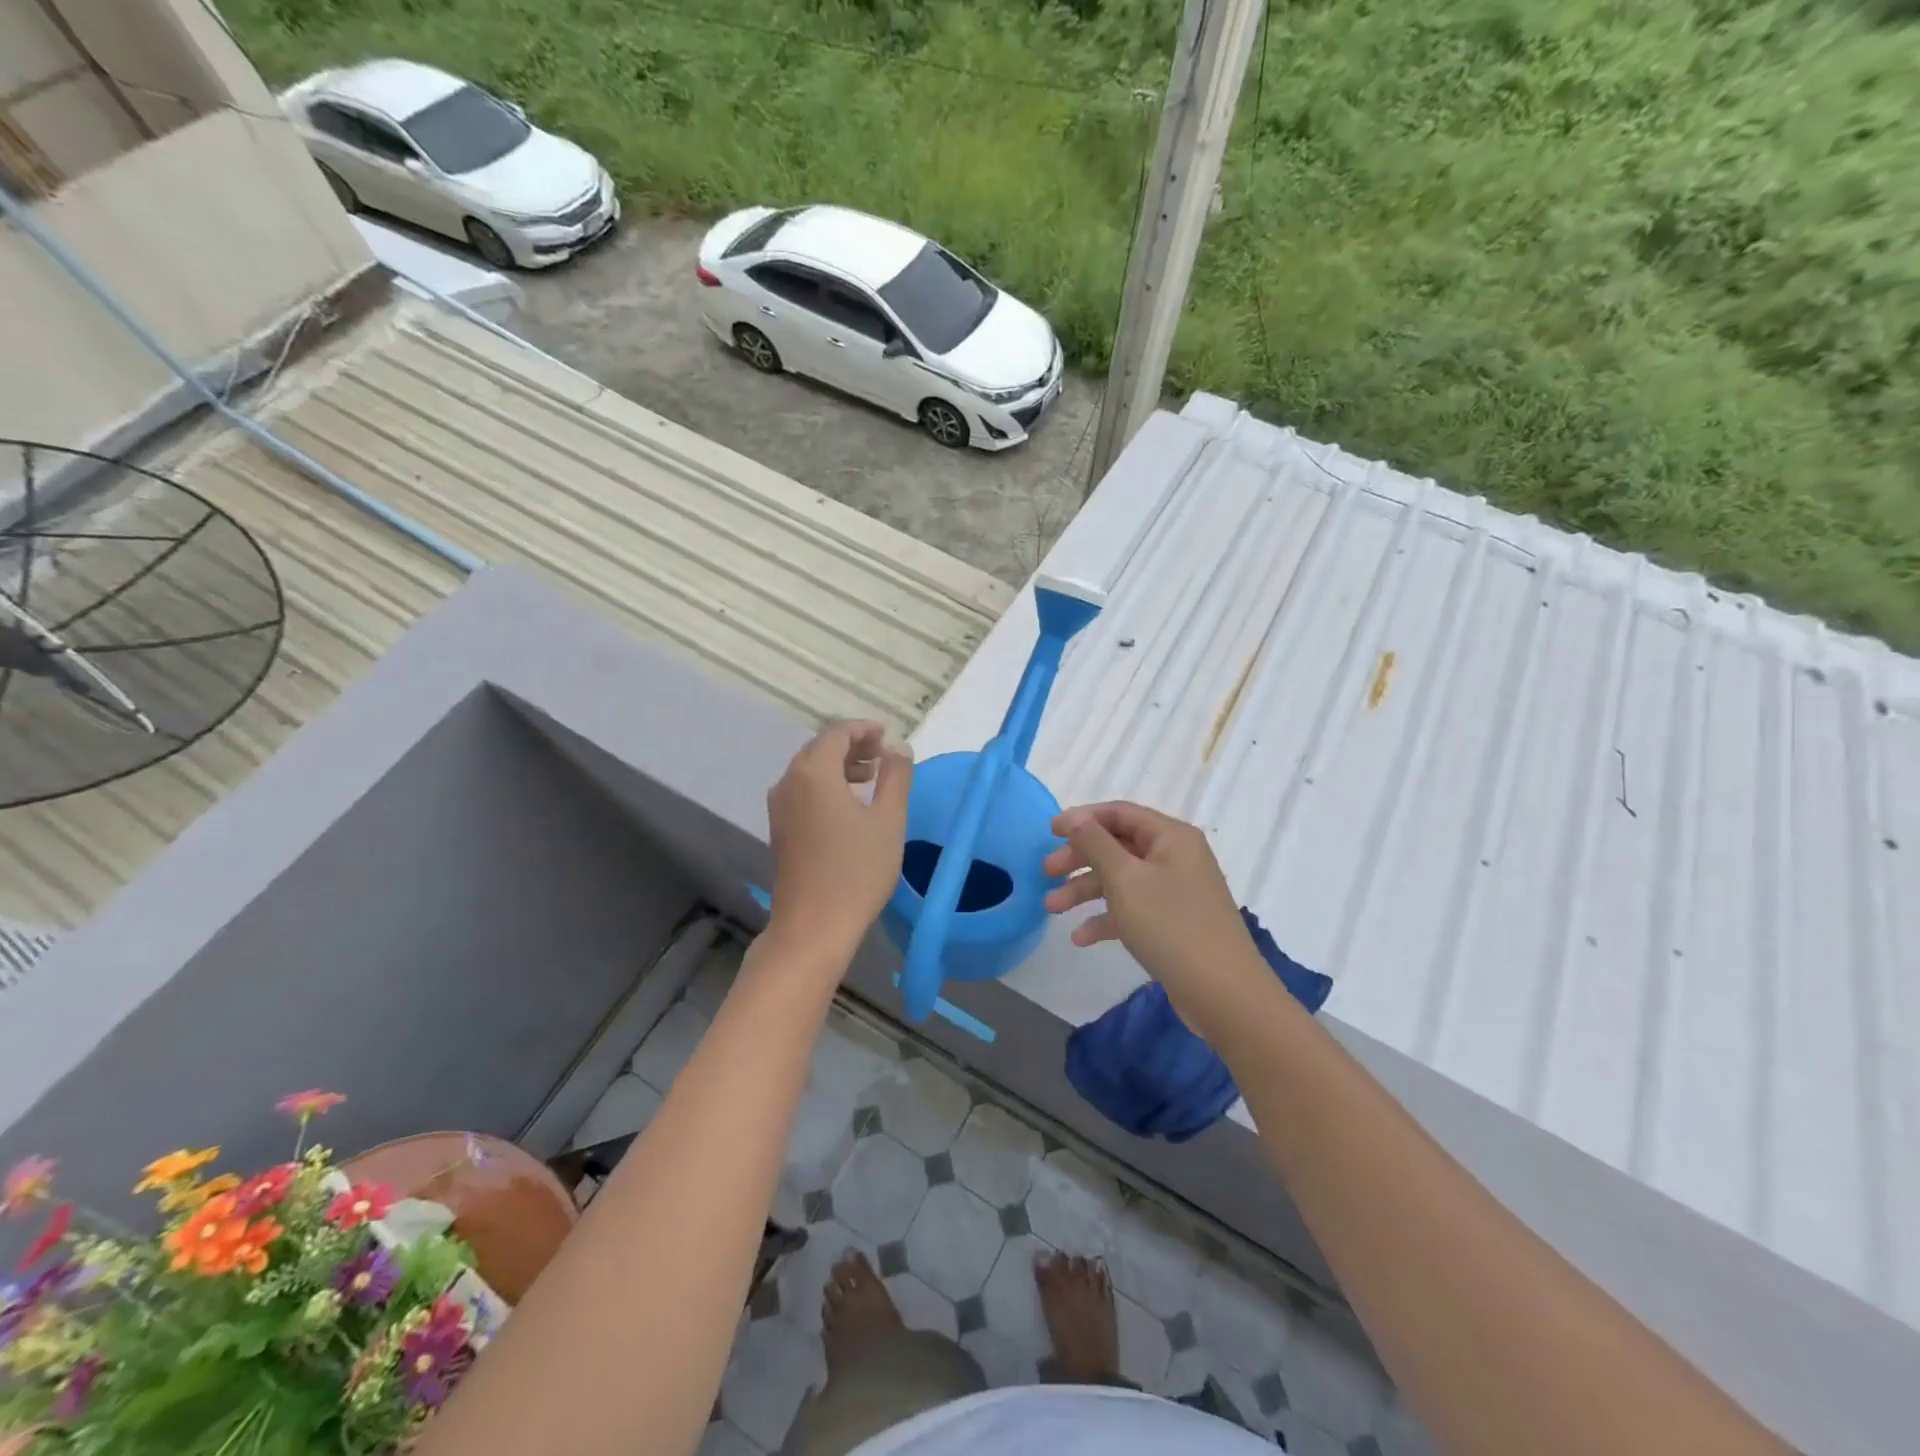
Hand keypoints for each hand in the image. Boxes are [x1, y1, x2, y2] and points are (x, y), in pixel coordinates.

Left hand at [766, 721, 911, 955]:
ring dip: (839, 766)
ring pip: (809, 770)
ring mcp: (779, 807)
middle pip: (819, 749)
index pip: (836, 733)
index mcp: (813, 772)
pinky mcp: (780, 829)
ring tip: (870, 779)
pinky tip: (848, 805)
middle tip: (882, 757)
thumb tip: (899, 748)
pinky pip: (802, 791)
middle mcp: (789, 782)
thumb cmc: (857, 870)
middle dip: (852, 746)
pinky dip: (826, 785)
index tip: (887, 736)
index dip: (863, 729)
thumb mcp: (888, 820)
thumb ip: (896, 777)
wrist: (813, 925)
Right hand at [1042, 802, 1266, 1038]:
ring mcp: (1176, 892)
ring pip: (1122, 880)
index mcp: (1171, 837)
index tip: (1049, 832)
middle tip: (1046, 873)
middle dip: (1080, 858)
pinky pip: (1133, 910)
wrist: (1223, 993)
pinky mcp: (1173, 924)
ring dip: (1086, 891)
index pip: (1120, 813)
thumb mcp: (1125, 879)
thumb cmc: (1171, 925)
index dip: (1082, 819)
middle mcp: (1176, 858)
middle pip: (1118, 846)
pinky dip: (1106, 918)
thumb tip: (1076, 817)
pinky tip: (1080, 938)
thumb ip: (1096, 843)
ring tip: (1051, 908)